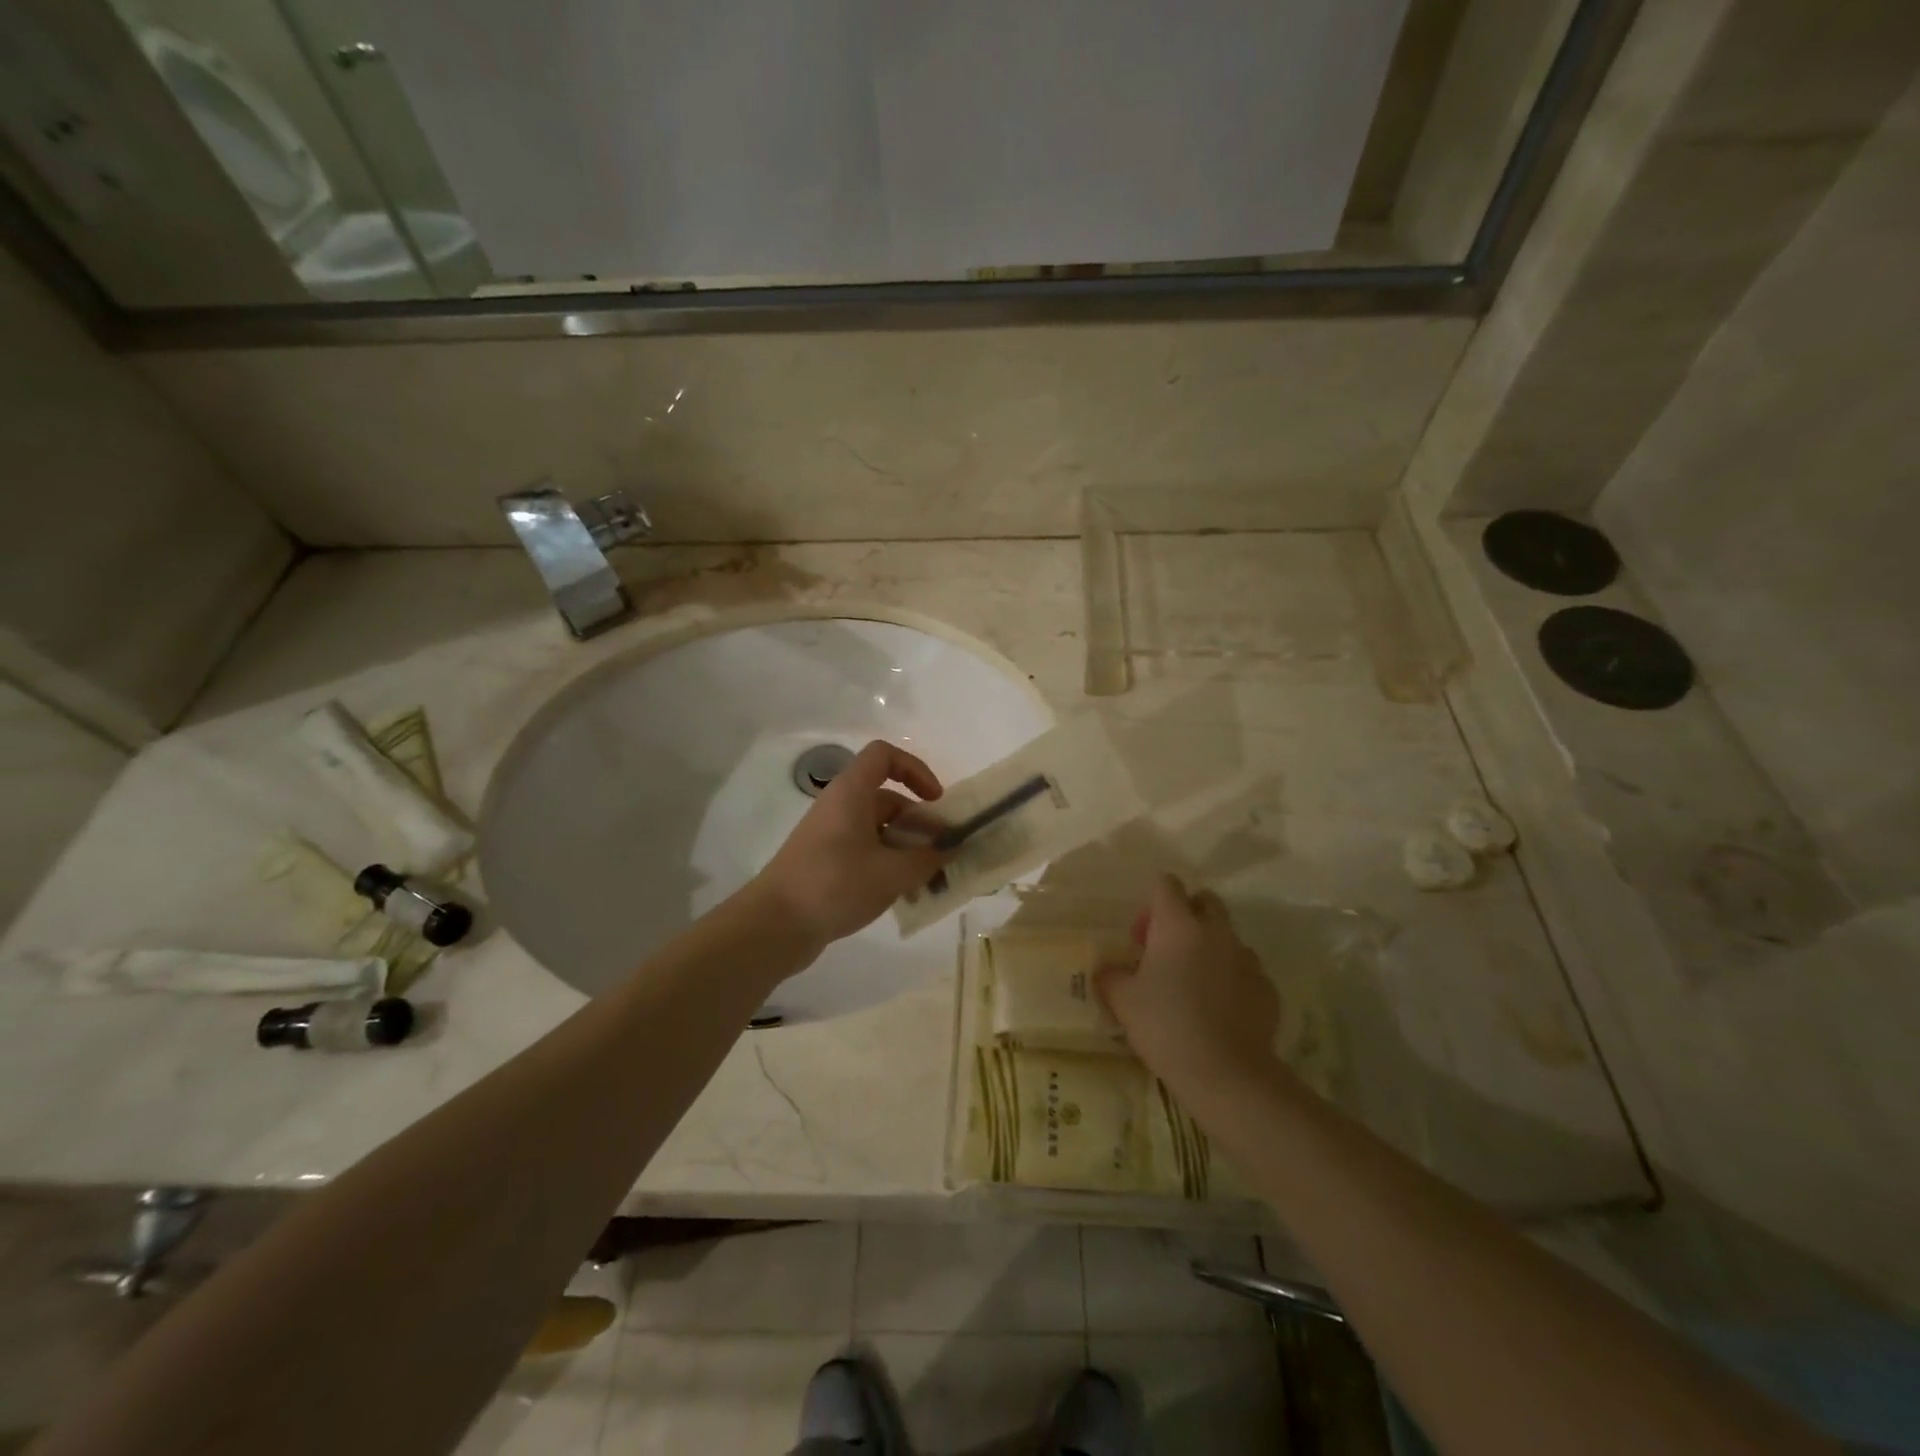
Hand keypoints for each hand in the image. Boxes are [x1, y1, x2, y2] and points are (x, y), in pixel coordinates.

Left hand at [749, 741, 945, 950]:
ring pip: (880, 831)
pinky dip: (889, 867)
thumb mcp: (892, 873)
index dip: (915, 769)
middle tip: (943, 854)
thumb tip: (951, 848)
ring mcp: (831, 836)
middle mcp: (840, 807)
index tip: (935, 801)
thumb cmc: (835, 884)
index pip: (884, 756)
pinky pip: (866, 854)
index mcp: (851, 793)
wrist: (775, 925)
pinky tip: (906, 896)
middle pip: (888, 799)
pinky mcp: (826, 863)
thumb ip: (928, 858)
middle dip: (920, 824)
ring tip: (930, 882)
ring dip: (908, 850)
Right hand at [1096, 874, 1280, 1103]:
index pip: (1167, 884)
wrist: (1226, 1074)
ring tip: (1195, 983)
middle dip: (1187, 914)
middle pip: (1205, 900)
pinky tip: (1219, 1009)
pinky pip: (1246, 970)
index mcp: (1178, 925)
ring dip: (1211, 948)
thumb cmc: (1166, 1026)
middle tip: (1167, 950)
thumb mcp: (1122, 1001)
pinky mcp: (1267, 988)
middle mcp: (1216, 931)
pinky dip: (1232, 979)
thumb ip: (1111, 976)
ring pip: (1227, 936)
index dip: (1153, 902)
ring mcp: (1246, 958)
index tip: (1142, 935)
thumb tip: (1107, 969)